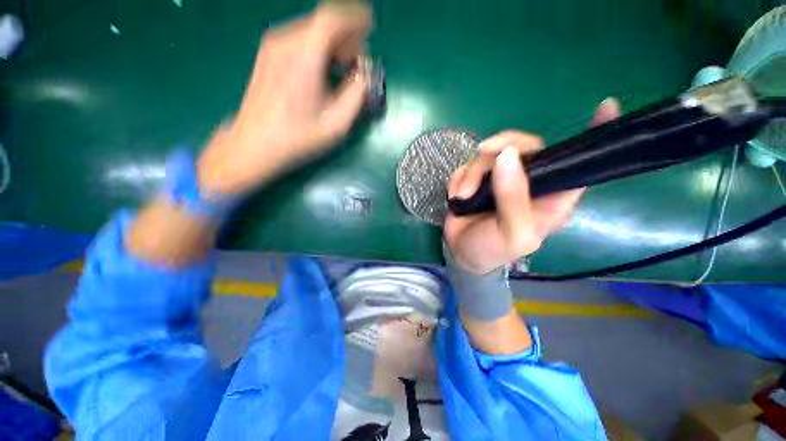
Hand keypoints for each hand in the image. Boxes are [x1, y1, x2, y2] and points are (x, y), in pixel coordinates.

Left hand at [197, 3, 372, 195]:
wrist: (255, 143)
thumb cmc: (298, 137)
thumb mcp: (336, 123)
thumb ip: (357, 95)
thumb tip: (365, 75)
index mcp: (305, 56)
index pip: (332, 19)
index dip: (355, 19)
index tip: (370, 27)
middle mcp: (286, 42)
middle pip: (321, 22)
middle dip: (346, 34)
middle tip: (358, 58)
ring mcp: (273, 46)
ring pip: (310, 29)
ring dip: (332, 42)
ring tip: (344, 65)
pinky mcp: (267, 55)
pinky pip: (299, 39)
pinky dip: (317, 47)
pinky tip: (323, 68)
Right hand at [444, 99, 620, 274]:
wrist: (461, 252)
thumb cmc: (494, 250)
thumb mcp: (512, 234)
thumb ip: (514, 199)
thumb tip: (507, 156)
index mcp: (551, 197)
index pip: (579, 164)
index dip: (594, 136)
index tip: (606, 106)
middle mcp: (529, 182)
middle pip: (524, 146)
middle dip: (500, 148)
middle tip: (482, 154)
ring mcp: (501, 178)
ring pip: (490, 153)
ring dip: (471, 174)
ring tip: (462, 197)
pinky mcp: (478, 179)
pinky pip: (468, 164)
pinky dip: (459, 178)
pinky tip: (458, 196)